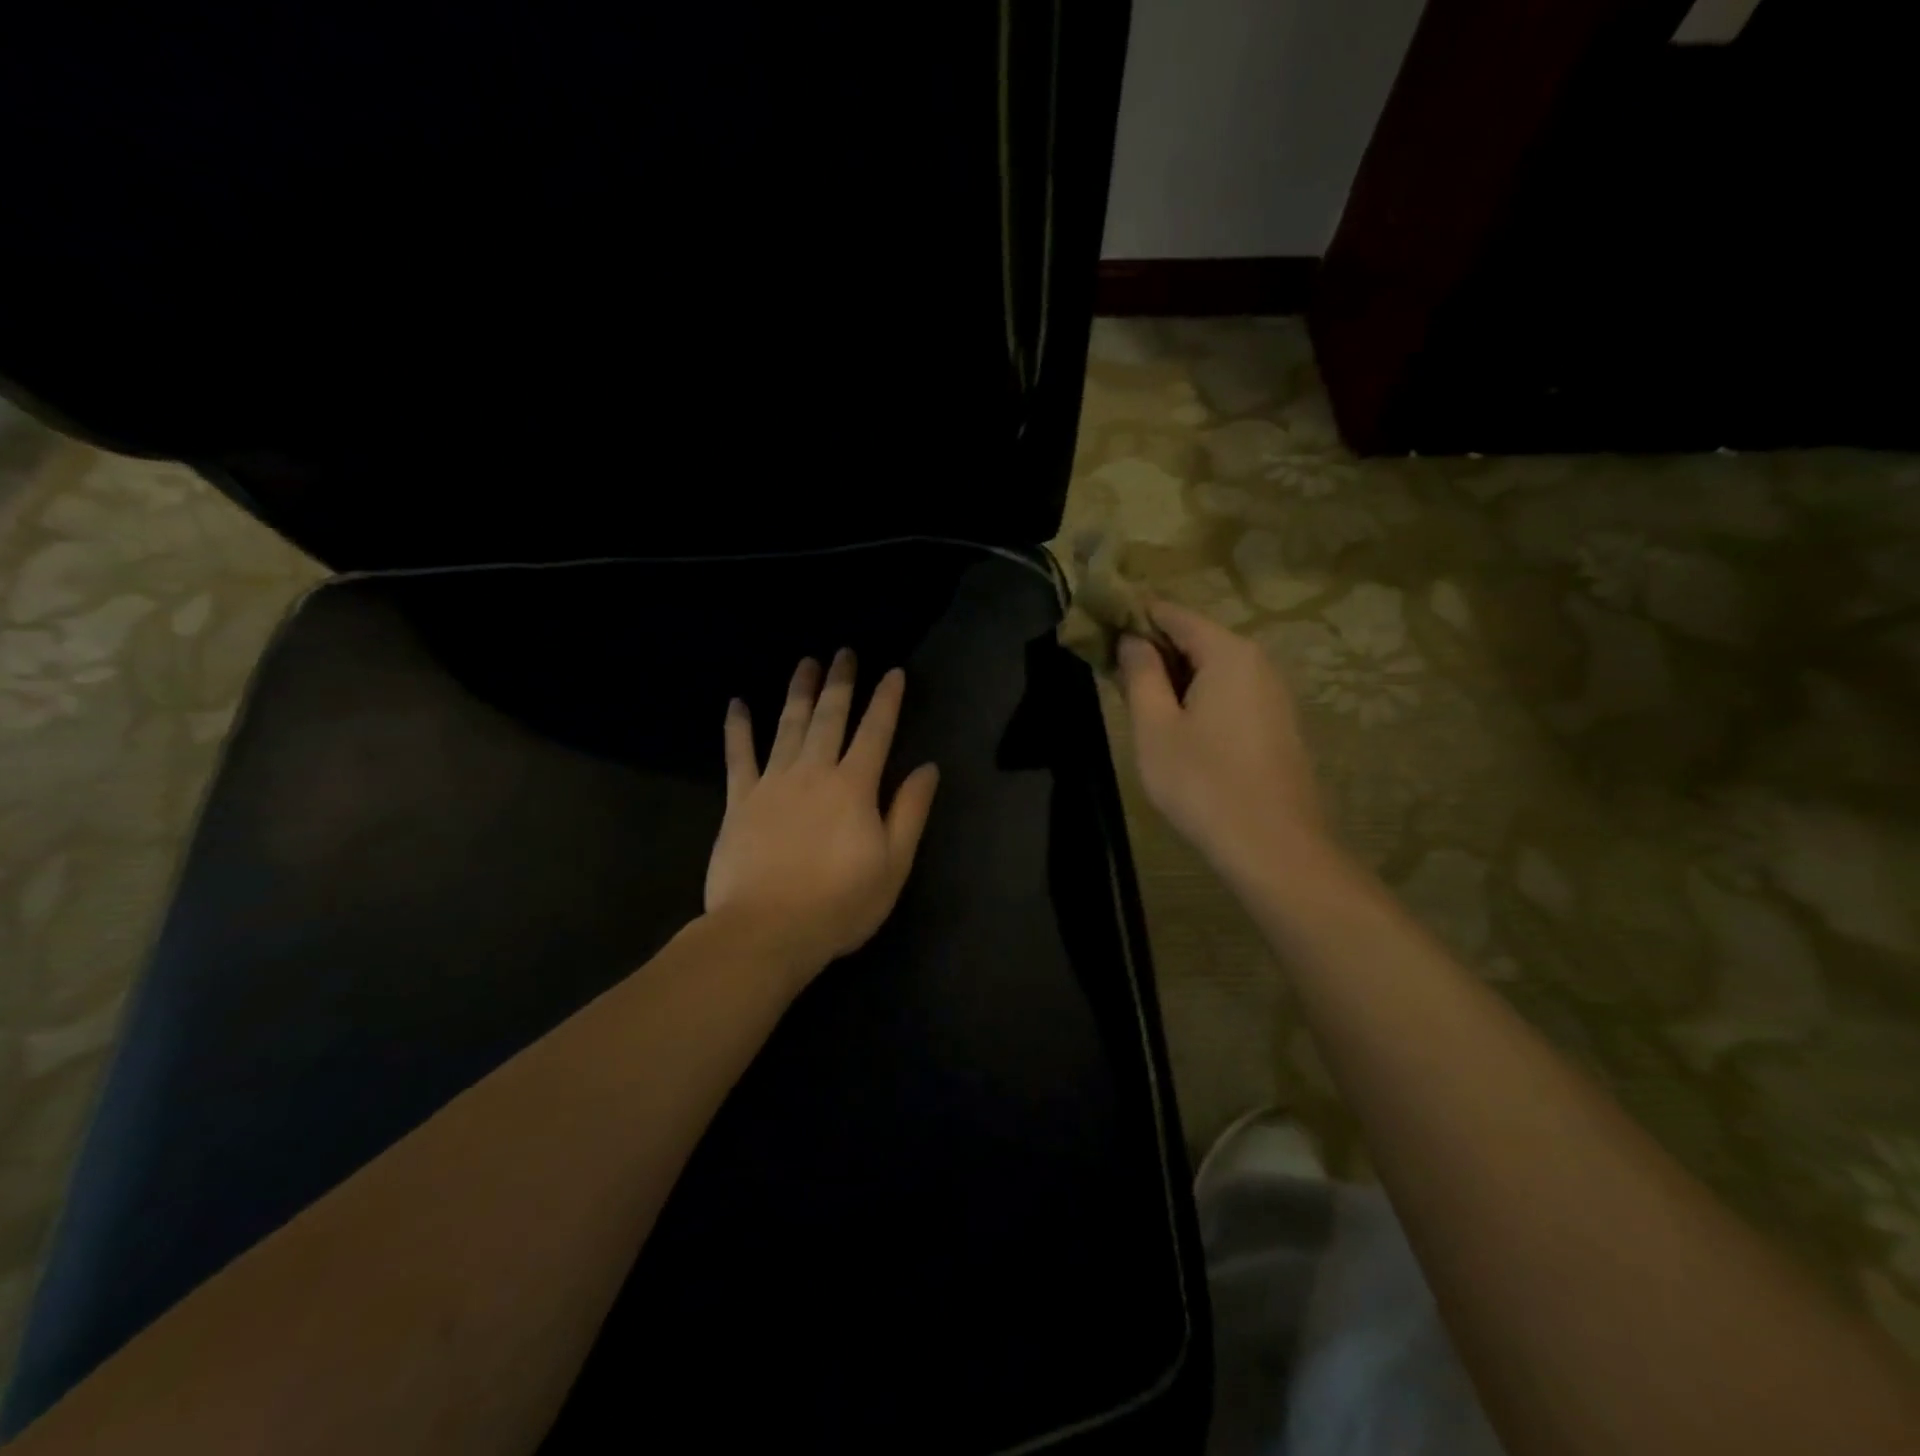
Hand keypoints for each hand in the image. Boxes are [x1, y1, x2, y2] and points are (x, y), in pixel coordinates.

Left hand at [705, 649, 939, 982]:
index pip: (876, 732)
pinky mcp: (740, 801)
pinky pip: (738, 756)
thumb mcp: (893, 864)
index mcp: (854, 787)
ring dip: (798, 692)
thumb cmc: (839, 903)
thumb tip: (927, 767)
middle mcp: (814, 772)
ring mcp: (772, 783)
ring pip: (788, 726)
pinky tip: (737, 704)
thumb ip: (910, 812)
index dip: (887, 700)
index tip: (893, 671)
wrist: (767, 931)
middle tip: (844, 652)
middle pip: (830, 717)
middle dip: (840, 683)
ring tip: (805, 662)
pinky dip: (738, 728)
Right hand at [1117, 599, 1328, 885]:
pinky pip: (1228, 692)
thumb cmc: (1203, 783)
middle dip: (1151, 648)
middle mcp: (1256, 661)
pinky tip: (1173, 724)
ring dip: (1171, 675)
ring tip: (1134, 699)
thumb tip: (1131, 640)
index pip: (1172, 613)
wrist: (1274, 848)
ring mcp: (1271, 693)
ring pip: (1211, 667)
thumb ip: (1140, 675)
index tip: (1098, 626)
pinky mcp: (1275, 723)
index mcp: (1227, 652)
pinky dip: (1196, 695)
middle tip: (1109, 670)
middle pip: (1194, 637)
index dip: (1132, 615)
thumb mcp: (1155, 728)